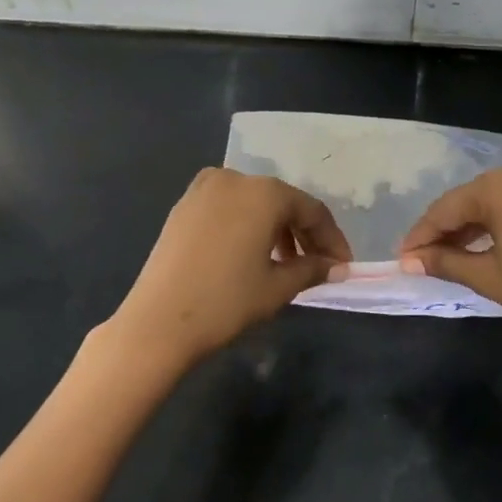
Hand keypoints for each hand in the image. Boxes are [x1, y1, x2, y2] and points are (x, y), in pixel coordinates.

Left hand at [104, 168, 351, 370]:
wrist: (158, 321)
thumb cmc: (225, 301)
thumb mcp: (277, 287)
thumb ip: (312, 269)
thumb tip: (338, 267)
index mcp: (264, 192)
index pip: (311, 210)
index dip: (331, 238)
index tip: (343, 264)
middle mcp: (235, 179)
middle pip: (282, 202)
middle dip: (304, 233)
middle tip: (320, 264)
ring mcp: (204, 189)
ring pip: (254, 203)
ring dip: (276, 228)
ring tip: (287, 262)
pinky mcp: (184, 205)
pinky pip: (229, 207)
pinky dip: (247, 225)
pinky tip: (252, 253)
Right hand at [397, 160, 501, 361]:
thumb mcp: (490, 277)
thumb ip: (445, 262)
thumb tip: (410, 260)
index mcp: (501, 185)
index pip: (447, 208)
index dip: (421, 234)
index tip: (402, 257)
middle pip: (472, 201)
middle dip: (446, 230)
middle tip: (423, 258)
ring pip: (500, 203)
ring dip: (474, 228)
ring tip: (452, 256)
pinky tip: (492, 248)